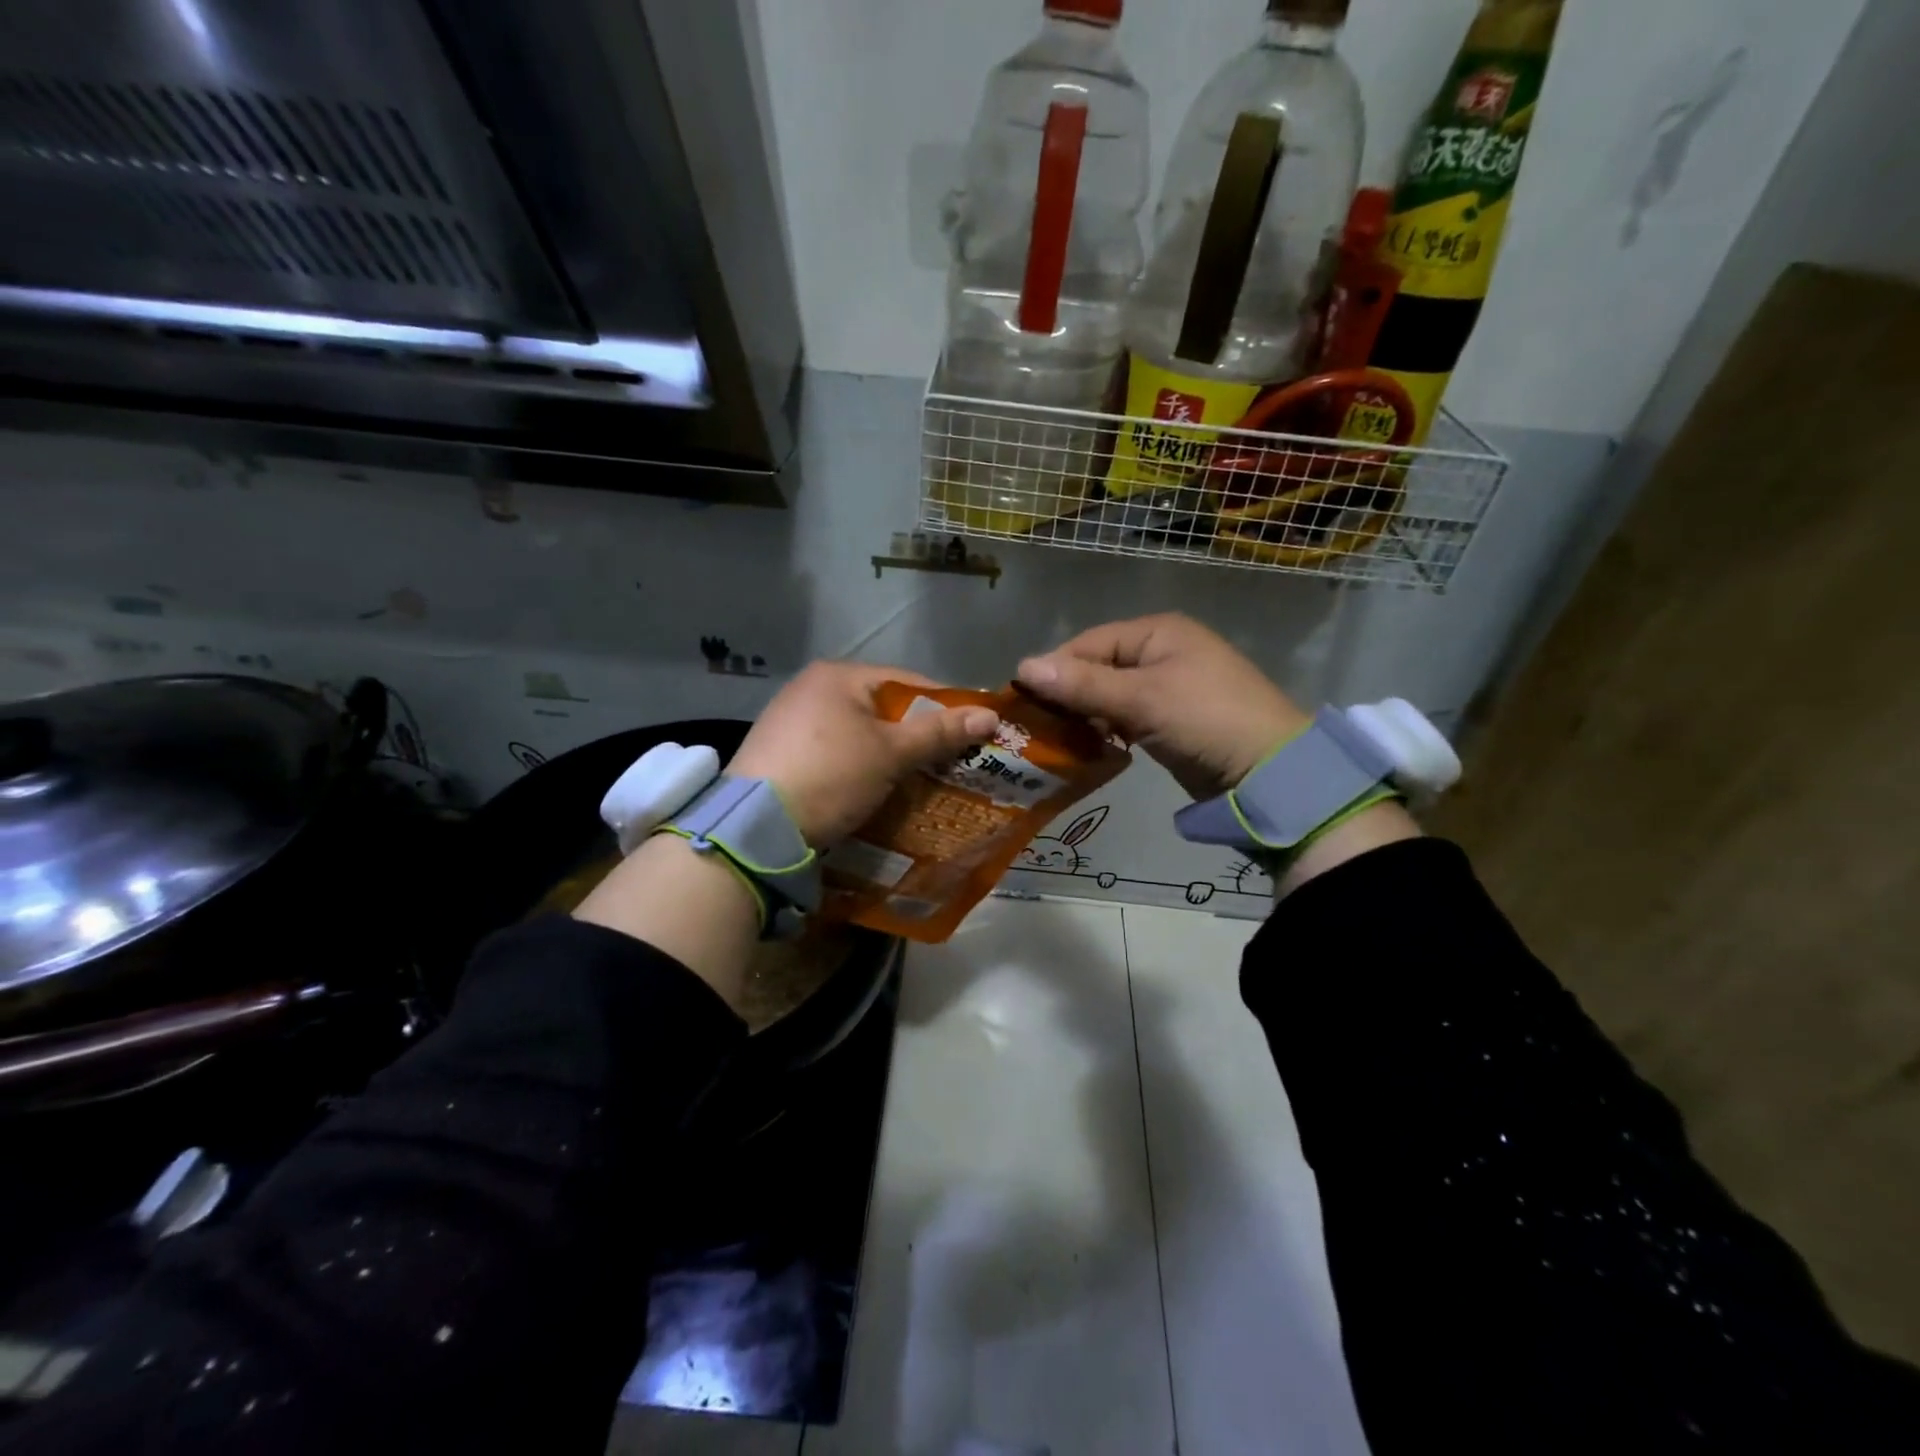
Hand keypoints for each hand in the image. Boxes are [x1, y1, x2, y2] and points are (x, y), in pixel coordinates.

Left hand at [728, 662, 999, 846]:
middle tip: (951, 762)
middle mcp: (811, 689)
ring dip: (889, 755)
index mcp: (838, 675)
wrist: (755, 827)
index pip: (908, 682)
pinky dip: (860, 767)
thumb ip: (939, 732)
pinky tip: (875, 790)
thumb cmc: (831, 775)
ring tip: (919, 781)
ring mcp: (791, 721)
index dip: (946, 706)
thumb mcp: (891, 753)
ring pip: (859, 733)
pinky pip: (836, 753)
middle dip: (917, 736)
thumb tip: (990, 715)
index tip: (974, 733)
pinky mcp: (780, 753)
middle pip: (883, 708)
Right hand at [1017, 614, 1307, 799]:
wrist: (1272, 772)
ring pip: (1111, 695)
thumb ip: (1082, 684)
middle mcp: (1162, 652)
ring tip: (1060, 740)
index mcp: (1158, 632)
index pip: (1089, 643)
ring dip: (1087, 715)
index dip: (1055, 669)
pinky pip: (1127, 716)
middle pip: (1098, 667)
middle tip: (1039, 726)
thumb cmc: (1205, 720)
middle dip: (1069, 695)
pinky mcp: (1173, 719)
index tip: (1024, 702)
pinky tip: (1092, 747)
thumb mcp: (1141, 699)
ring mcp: (1170, 687)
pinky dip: (1109, 729)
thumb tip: (1022, 666)